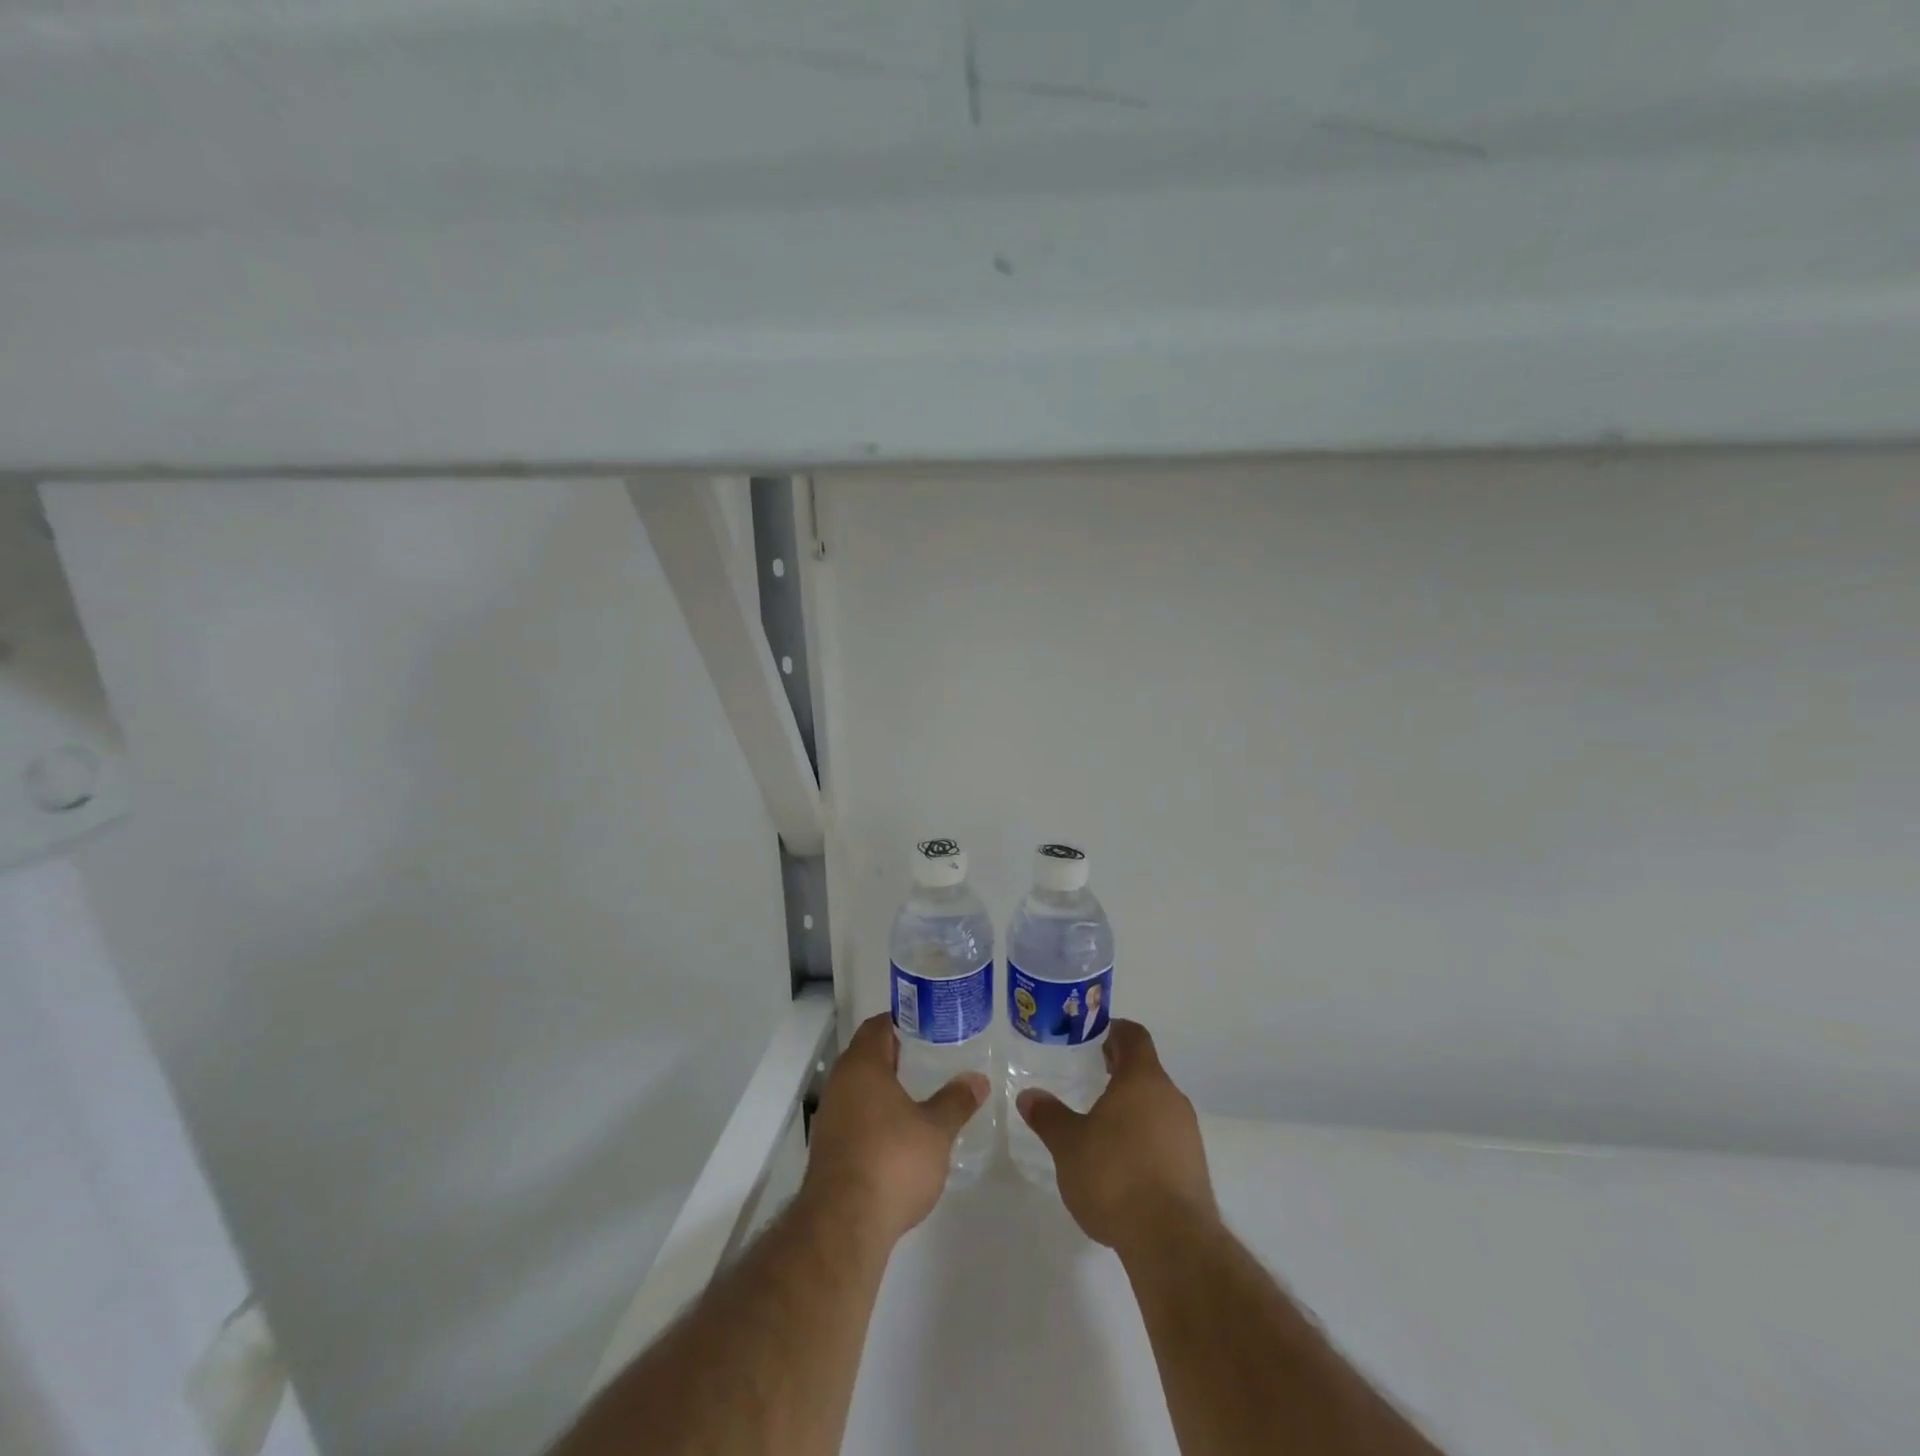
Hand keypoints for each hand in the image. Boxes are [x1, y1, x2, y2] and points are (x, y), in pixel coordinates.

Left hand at [801, 1012, 986, 1245]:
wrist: (843, 1225)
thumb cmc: (892, 1160)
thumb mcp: (935, 1129)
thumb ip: (956, 1100)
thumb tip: (978, 1079)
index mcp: (862, 1065)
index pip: (878, 1026)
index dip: (903, 1021)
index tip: (929, 1026)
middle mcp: (840, 1083)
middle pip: (867, 1055)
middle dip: (897, 1056)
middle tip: (932, 1058)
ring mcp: (830, 1116)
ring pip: (860, 1088)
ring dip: (885, 1088)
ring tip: (921, 1095)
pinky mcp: (828, 1149)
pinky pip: (854, 1116)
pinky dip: (875, 1116)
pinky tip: (900, 1134)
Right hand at [1017, 1020, 1215, 1251]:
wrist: (1172, 1242)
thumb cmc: (1115, 1175)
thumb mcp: (1068, 1145)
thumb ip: (1048, 1116)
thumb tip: (1028, 1095)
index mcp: (1143, 1079)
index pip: (1134, 1036)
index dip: (1114, 1032)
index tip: (1093, 1039)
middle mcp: (1171, 1098)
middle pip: (1146, 1072)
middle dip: (1119, 1074)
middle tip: (1089, 1080)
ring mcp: (1188, 1134)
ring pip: (1157, 1107)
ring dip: (1132, 1110)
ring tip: (1101, 1127)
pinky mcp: (1194, 1169)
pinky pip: (1166, 1139)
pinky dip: (1144, 1141)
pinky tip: (1122, 1166)